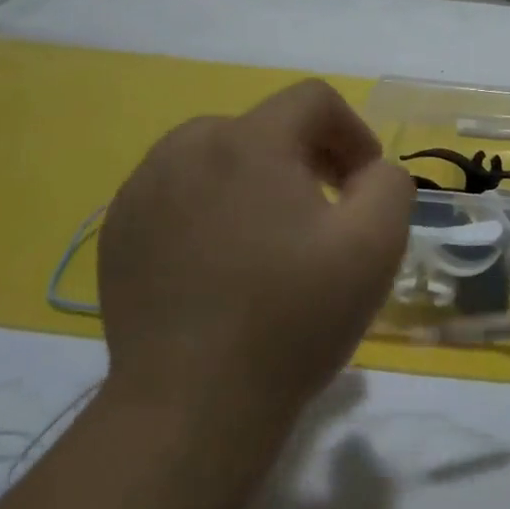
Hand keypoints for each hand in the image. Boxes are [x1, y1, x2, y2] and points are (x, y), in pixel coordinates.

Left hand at [97, 80, 414, 426]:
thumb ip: (391, 182)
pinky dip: (213, 205)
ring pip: (219, 154)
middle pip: (265, 124)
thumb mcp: (376, 244)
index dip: (353, 132)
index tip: (362, 184)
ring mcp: (143, 189)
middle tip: (325, 212)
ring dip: (258, 178)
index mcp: (249, 141)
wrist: (191, 409)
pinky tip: (223, 261)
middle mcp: (187, 148)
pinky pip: (180, 190)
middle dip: (307, 156)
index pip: (313, 99)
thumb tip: (369, 171)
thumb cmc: (292, 318)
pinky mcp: (118, 230)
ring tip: (272, 236)